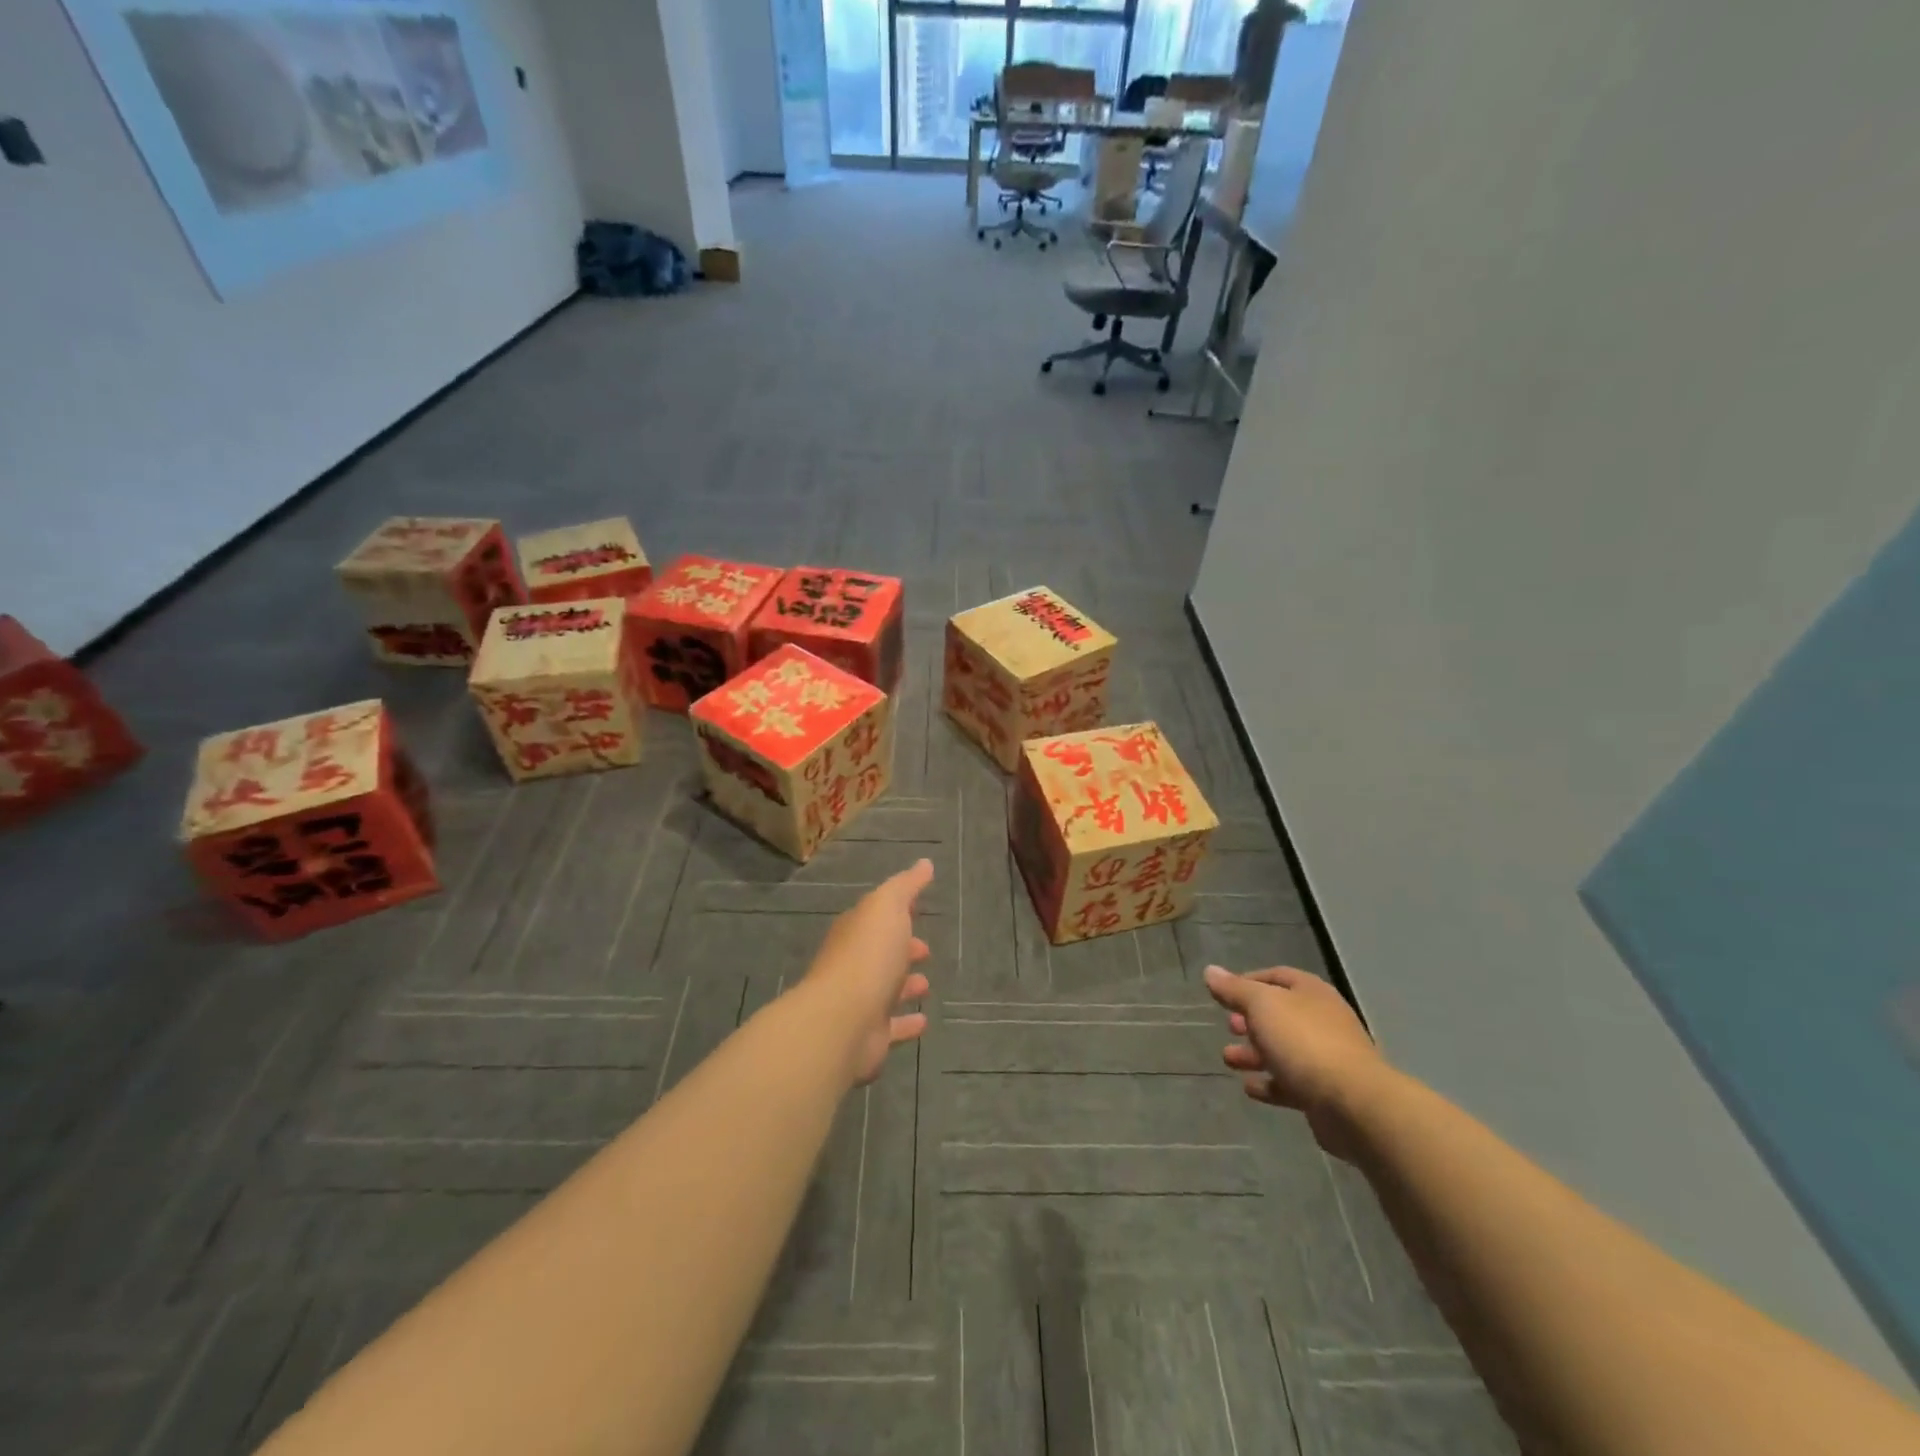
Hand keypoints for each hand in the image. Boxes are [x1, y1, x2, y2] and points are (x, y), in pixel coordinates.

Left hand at [802, 859, 934, 1085]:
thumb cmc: (868, 956)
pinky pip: (892, 1026)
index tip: (918, 909)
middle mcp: (854, 965)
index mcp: (856, 931)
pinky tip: (924, 1021)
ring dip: (905, 985)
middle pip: (880, 953)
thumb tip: (924, 863)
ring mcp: (860, 1001)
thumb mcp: (887, 907)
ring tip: (926, 983)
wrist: (843, 1020)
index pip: (876, 917)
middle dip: (901, 948)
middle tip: (925, 949)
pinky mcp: (869, 1035)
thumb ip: (905, 886)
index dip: (897, 912)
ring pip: (885, 989)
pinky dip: (907, 1023)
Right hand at [1204, 964, 1388, 1155]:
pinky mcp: (1325, 1094)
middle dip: (1250, 1020)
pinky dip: (1269, 1083)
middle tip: (1228, 1027)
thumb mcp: (1262, 1005)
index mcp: (1312, 993)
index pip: (1277, 976)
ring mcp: (1327, 1058)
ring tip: (1228, 1059)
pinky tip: (1250, 1088)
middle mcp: (1322, 1021)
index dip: (1249, 981)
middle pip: (1280, 1015)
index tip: (1223, 993)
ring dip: (1254, 1053)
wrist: (1353, 1105)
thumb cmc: (1304, 1042)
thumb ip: (1235, 989)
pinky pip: (1291, 1083)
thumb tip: (1210, 971)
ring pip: (1283, 1050)